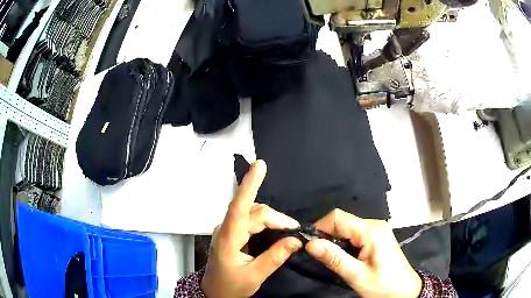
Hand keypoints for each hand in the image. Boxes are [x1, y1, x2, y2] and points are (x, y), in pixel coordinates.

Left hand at [201, 160, 302, 297]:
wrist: (214, 292)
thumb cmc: (230, 286)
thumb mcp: (254, 276)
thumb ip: (274, 258)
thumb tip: (295, 240)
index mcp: (228, 238)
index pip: (239, 207)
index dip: (250, 184)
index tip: (260, 165)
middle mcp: (226, 228)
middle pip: (255, 212)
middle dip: (277, 219)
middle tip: (295, 233)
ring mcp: (228, 229)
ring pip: (254, 214)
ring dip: (273, 220)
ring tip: (288, 230)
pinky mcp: (232, 233)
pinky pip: (251, 220)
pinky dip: (266, 222)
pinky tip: (275, 229)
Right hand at [305, 209, 421, 297]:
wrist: (405, 291)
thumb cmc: (383, 285)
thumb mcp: (357, 275)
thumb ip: (334, 258)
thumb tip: (310, 244)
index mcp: (371, 231)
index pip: (337, 217)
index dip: (320, 228)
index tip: (309, 245)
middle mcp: (374, 225)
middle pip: (342, 221)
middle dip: (327, 236)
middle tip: (319, 256)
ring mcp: (377, 230)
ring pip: (347, 228)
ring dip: (335, 241)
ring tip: (331, 259)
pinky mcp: (377, 237)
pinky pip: (355, 235)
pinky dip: (344, 244)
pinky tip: (344, 258)